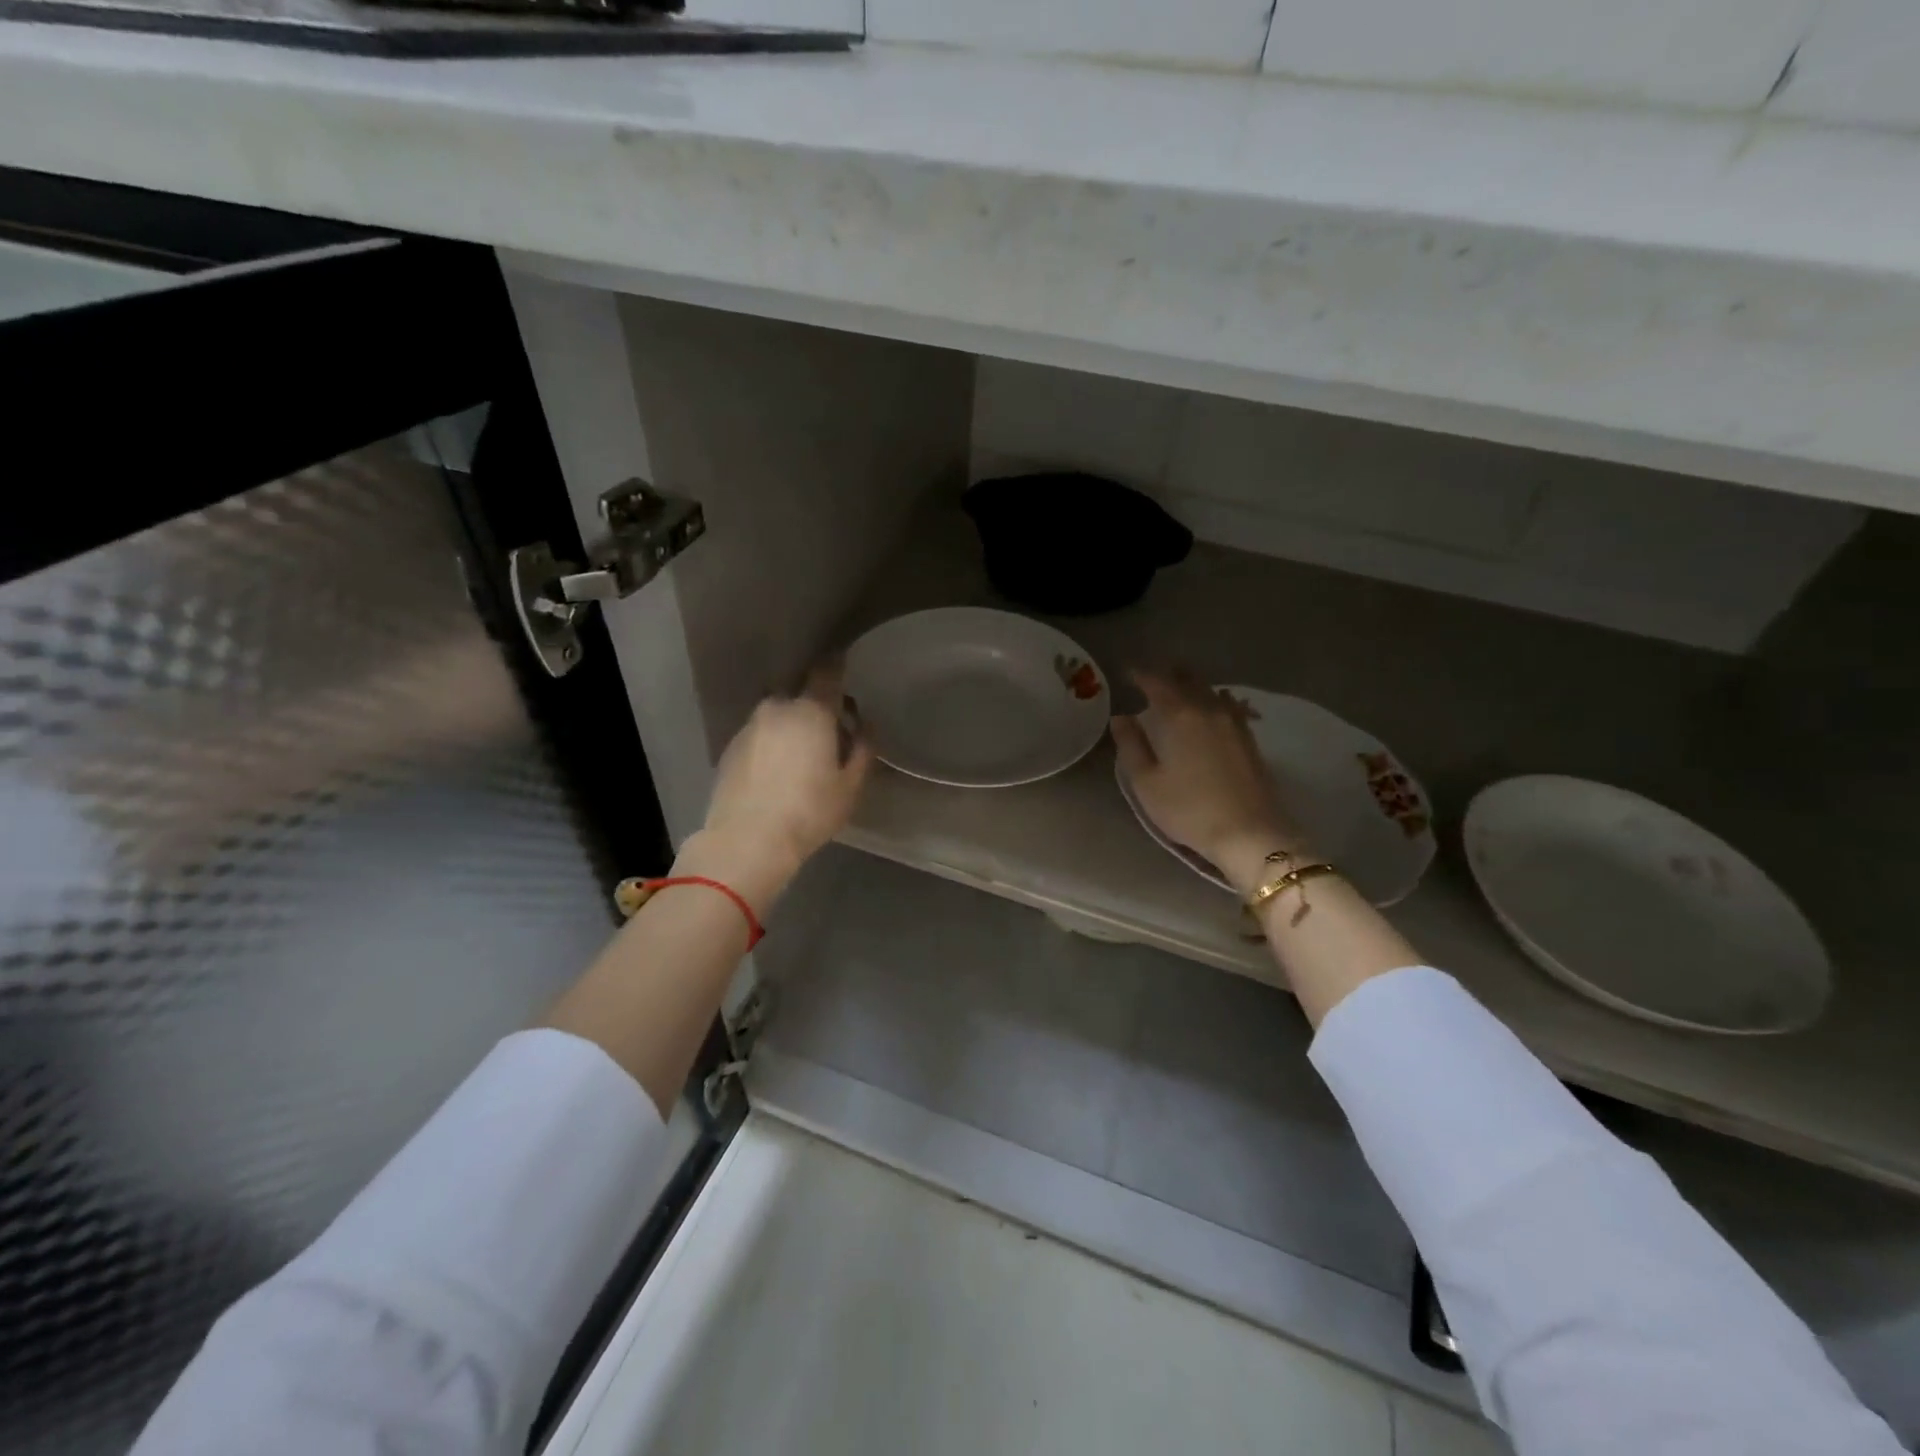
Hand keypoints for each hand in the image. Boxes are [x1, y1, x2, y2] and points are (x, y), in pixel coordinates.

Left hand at [687, 662, 874, 908]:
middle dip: (816, 707)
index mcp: (811, 711)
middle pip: (801, 696)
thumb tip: (864, 727)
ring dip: (792, 726)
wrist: (747, 840)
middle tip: (831, 732)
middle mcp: (777, 708)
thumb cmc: (809, 811)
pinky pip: (760, 735)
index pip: (827, 672)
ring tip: (802, 757)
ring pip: (778, 715)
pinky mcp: (730, 748)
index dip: (838, 665)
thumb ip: (863, 750)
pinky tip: (777, 772)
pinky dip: (771, 743)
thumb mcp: (850, 786)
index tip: (844, 664)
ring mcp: (749, 727)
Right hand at [1111, 668, 1309, 894]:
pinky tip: (1213, 707)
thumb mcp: (1147, 783)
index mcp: (1180, 716)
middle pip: (1189, 680)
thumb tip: (1121, 717)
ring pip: (1211, 690)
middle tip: (1153, 675)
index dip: (1141, 675)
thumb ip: (1131, 746)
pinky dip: (1214, 699)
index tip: (1127, 673)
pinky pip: (1229, 705)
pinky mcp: (1250, 739)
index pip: (1157, 683)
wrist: (1250, 834)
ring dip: (1193, 684)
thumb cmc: (1189, 810)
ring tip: (1180, 687)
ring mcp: (1234, 723)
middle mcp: (1209, 710)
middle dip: (1169, 673)